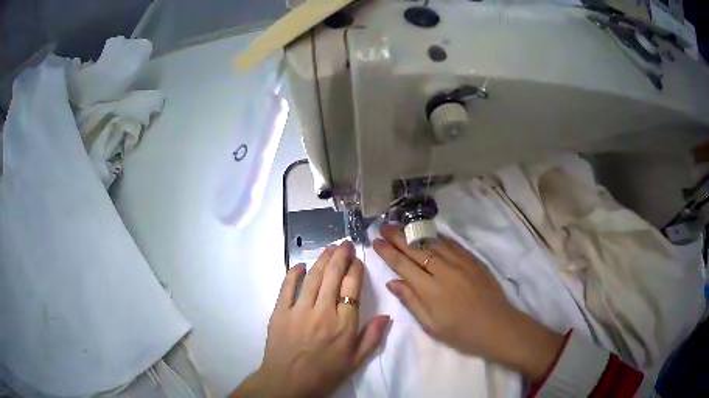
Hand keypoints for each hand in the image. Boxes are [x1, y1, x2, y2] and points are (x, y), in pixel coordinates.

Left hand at [231, 242, 389, 397]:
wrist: (288, 383)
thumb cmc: (325, 374)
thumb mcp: (356, 361)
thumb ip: (373, 338)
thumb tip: (387, 315)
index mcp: (344, 324)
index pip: (352, 288)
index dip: (355, 270)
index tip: (357, 260)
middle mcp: (323, 312)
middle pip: (333, 276)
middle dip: (340, 256)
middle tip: (344, 244)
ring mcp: (299, 310)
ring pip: (313, 277)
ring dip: (322, 260)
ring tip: (329, 248)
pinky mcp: (280, 312)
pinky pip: (287, 287)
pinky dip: (293, 273)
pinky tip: (300, 265)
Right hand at [373, 225, 563, 380]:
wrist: (496, 326)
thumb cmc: (461, 332)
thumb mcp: (431, 325)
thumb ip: (411, 301)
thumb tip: (392, 282)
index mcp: (430, 290)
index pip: (403, 265)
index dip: (388, 253)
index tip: (376, 242)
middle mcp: (443, 271)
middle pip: (415, 250)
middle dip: (397, 237)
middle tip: (384, 227)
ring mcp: (460, 263)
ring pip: (433, 243)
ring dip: (415, 234)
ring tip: (401, 226)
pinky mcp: (473, 260)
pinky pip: (452, 244)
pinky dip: (438, 237)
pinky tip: (430, 233)